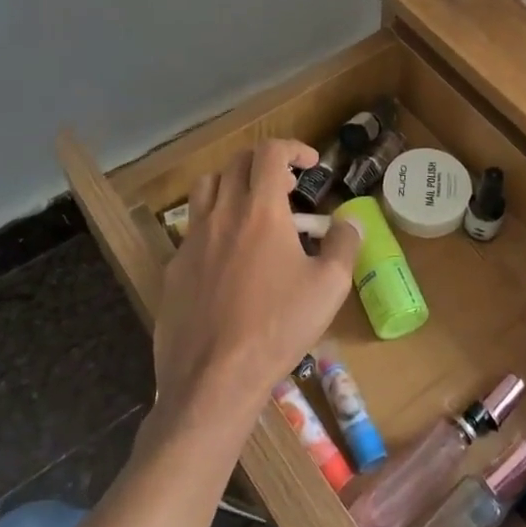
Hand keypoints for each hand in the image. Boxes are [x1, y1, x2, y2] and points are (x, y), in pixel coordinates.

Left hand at [153, 141, 361, 433]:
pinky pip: (193, 227)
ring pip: (207, 187)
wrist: (213, 378)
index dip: (293, 148)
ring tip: (253, 209)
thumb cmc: (277, 327)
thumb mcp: (329, 287)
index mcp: (260, 209)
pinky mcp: (174, 266)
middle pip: (237, 163)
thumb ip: (344, 244)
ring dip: (233, 184)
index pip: (270, 153)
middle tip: (287, 188)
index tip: (310, 164)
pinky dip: (214, 222)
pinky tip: (229, 256)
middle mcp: (222, 213)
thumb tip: (351, 221)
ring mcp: (192, 239)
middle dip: (265, 164)